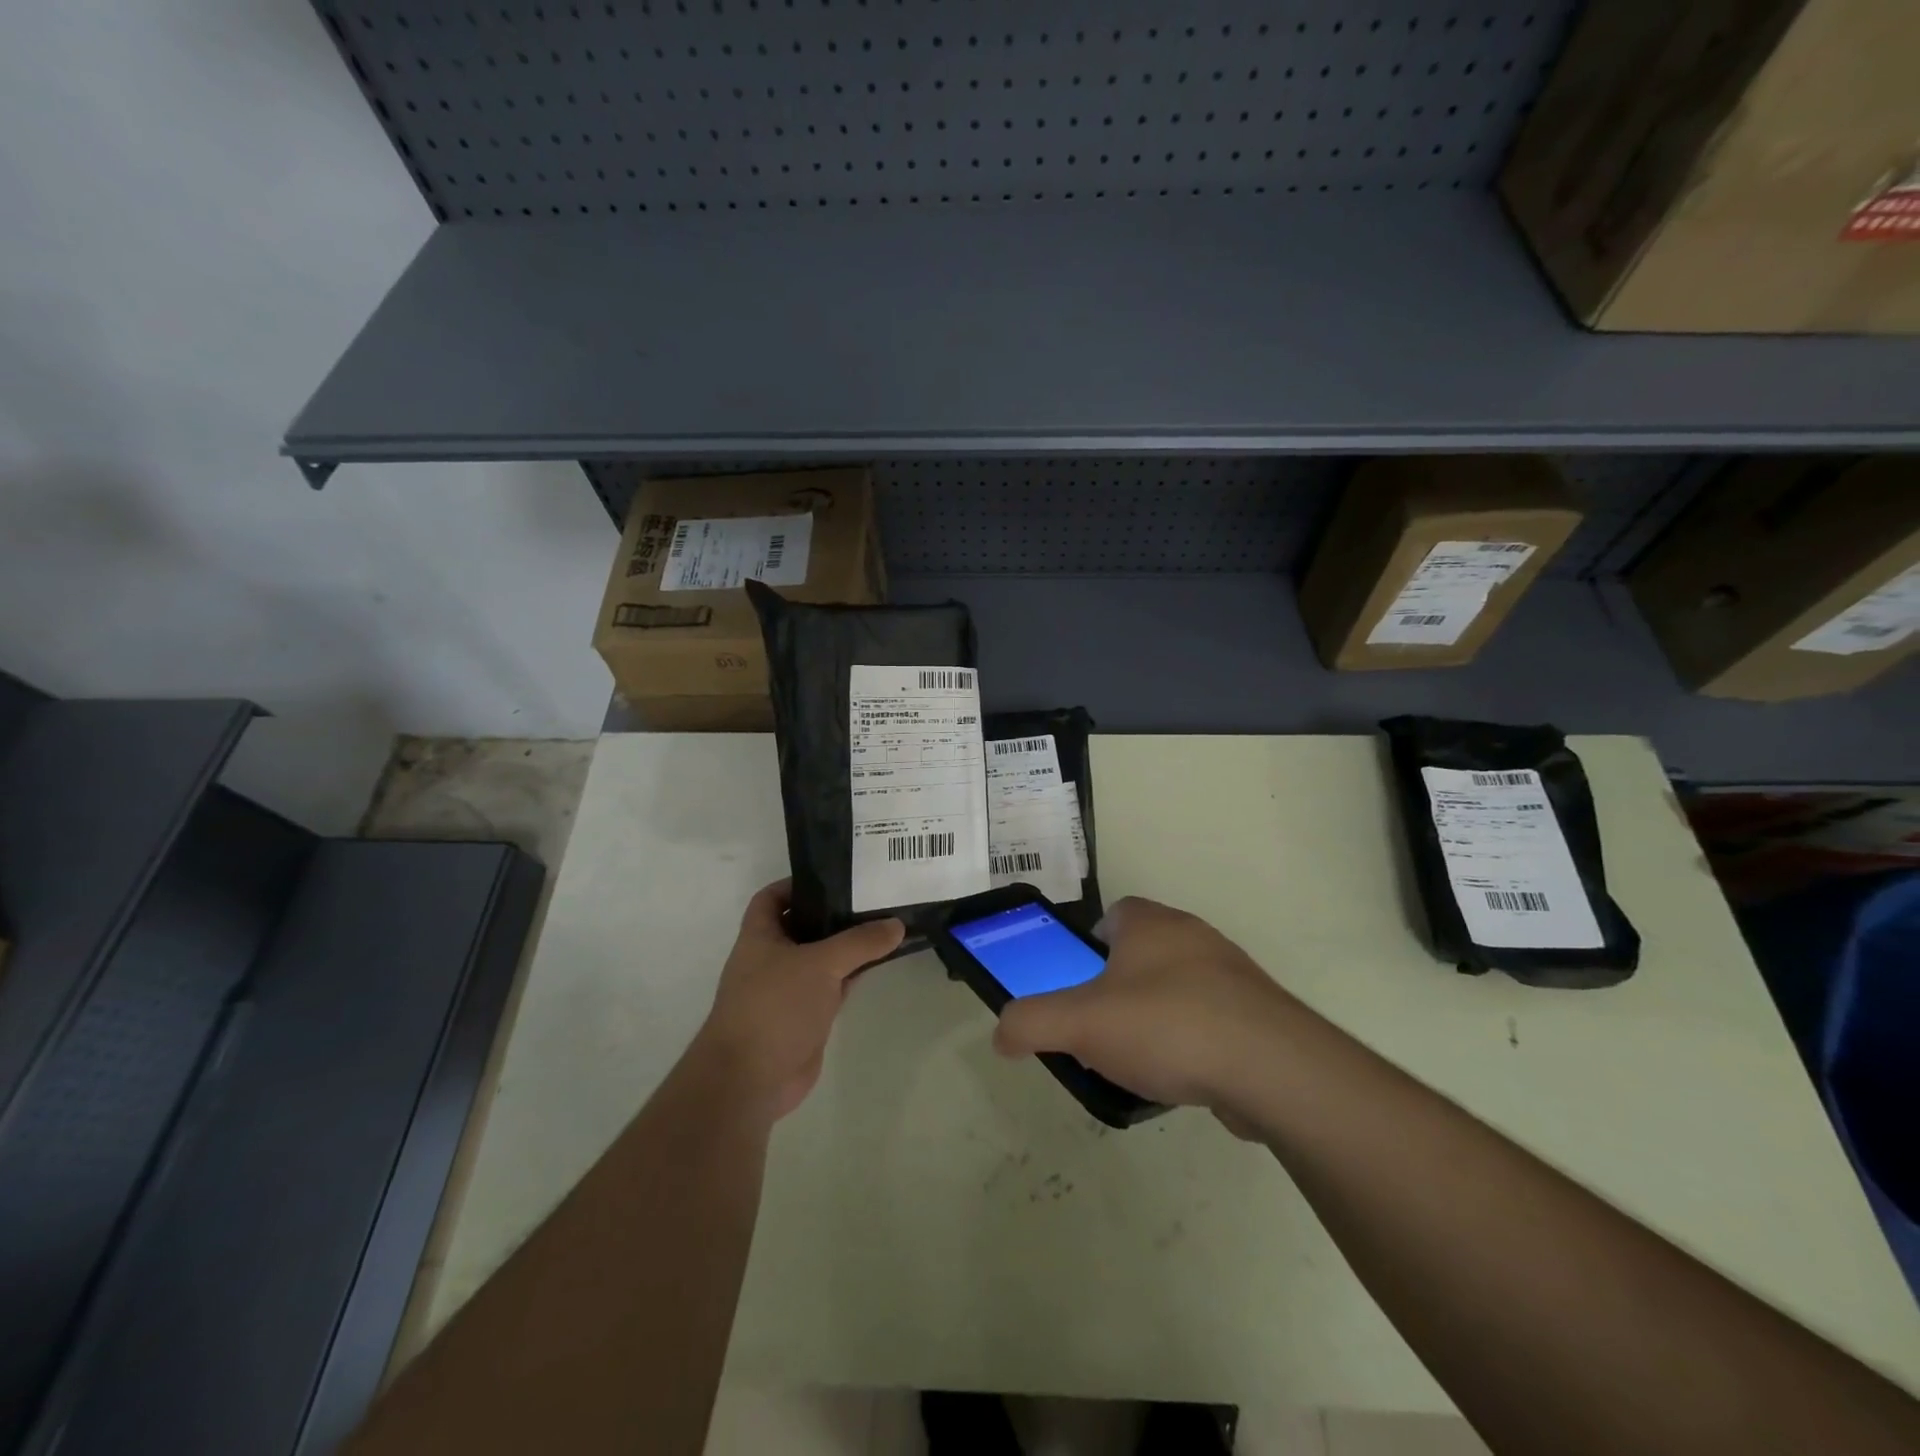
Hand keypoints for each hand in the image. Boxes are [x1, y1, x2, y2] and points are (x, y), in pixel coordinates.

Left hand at [694, 879, 904, 1119]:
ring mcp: (789, 988)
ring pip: (823, 957)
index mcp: (760, 936)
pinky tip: (881, 962)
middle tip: (873, 895)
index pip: (772, 897)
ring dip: (848, 944)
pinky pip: (834, 985)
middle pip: (804, 924)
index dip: (797, 883)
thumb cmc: (775, 1006)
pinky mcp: (807, 1015)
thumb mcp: (820, 964)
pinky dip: (854, 974)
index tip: (834, 875)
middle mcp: (772, 958)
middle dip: (833, 911)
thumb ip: (860, 942)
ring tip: (885, 922)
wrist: (752, 1079)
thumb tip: (897, 924)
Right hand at [992, 896, 1297, 1117]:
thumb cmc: (1167, 1026)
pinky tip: (1183, 1077)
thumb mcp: (1080, 1024)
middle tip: (1101, 1026)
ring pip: (1180, 986)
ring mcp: (1233, 975)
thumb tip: (1001, 1033)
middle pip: (1145, 951)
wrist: (1272, 1069)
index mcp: (1151, 924)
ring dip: (1158, 1015)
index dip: (1091, 943)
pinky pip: (1213, 1020)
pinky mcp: (1260, 1015)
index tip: (1080, 982)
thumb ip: (1031, 1023)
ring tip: (1139, 1060)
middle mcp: (1194, 937)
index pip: (1115, 913)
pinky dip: (1193, 1042)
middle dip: (1120, 984)